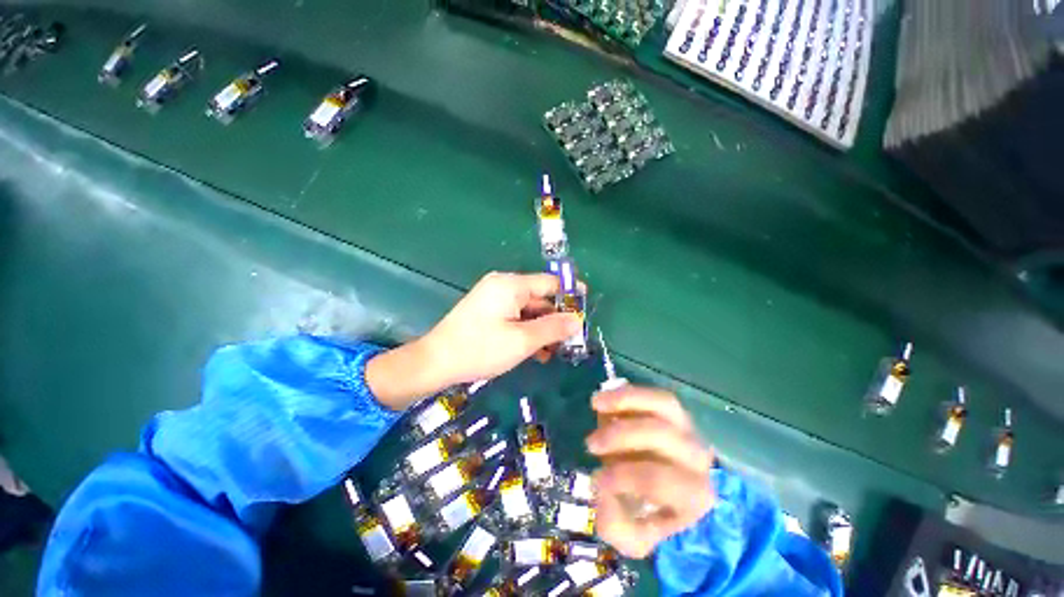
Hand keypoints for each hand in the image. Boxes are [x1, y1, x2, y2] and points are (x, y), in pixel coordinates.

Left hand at [365, 271, 582, 408]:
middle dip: (556, 319)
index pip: (550, 283)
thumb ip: (553, 328)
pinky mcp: (489, 312)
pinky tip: (537, 352)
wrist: (435, 362)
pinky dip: (528, 331)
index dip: (570, 296)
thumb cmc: (480, 349)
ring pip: (529, 310)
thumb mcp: (522, 341)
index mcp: (511, 285)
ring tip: (555, 352)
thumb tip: (577, 320)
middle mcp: (503, 286)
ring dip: (543, 329)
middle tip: (571, 341)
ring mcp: (494, 299)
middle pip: (540, 297)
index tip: (585, 312)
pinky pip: (516, 317)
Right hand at [587, 386, 715, 558]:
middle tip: (591, 443)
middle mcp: (697, 457)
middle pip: (659, 434)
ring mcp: (688, 428)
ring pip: (662, 404)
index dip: (624, 475)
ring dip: (624, 401)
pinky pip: (654, 395)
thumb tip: (598, 489)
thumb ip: (615, 524)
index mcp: (693, 495)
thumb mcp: (632, 536)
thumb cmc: (651, 513)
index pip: (659, 479)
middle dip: (620, 435)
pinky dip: (628, 394)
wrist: (672, 491)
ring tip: (595, 403)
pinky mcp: (675, 411)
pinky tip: (605, 399)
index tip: (595, 478)